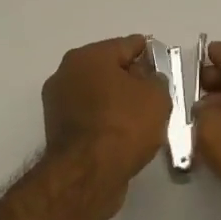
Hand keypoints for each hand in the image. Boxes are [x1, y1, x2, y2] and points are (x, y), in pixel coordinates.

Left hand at [42, 36, 171, 219]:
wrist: (88, 174)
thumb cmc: (124, 125)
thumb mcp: (156, 96)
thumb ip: (156, 79)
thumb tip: (147, 78)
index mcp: (88, 56)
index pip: (126, 45)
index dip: (149, 52)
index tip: (163, 61)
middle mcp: (67, 73)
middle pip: (108, 68)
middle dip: (131, 77)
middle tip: (155, 90)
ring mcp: (58, 102)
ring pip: (97, 94)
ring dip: (116, 100)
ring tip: (142, 116)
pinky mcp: (57, 130)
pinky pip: (90, 116)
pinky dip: (105, 120)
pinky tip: (123, 133)